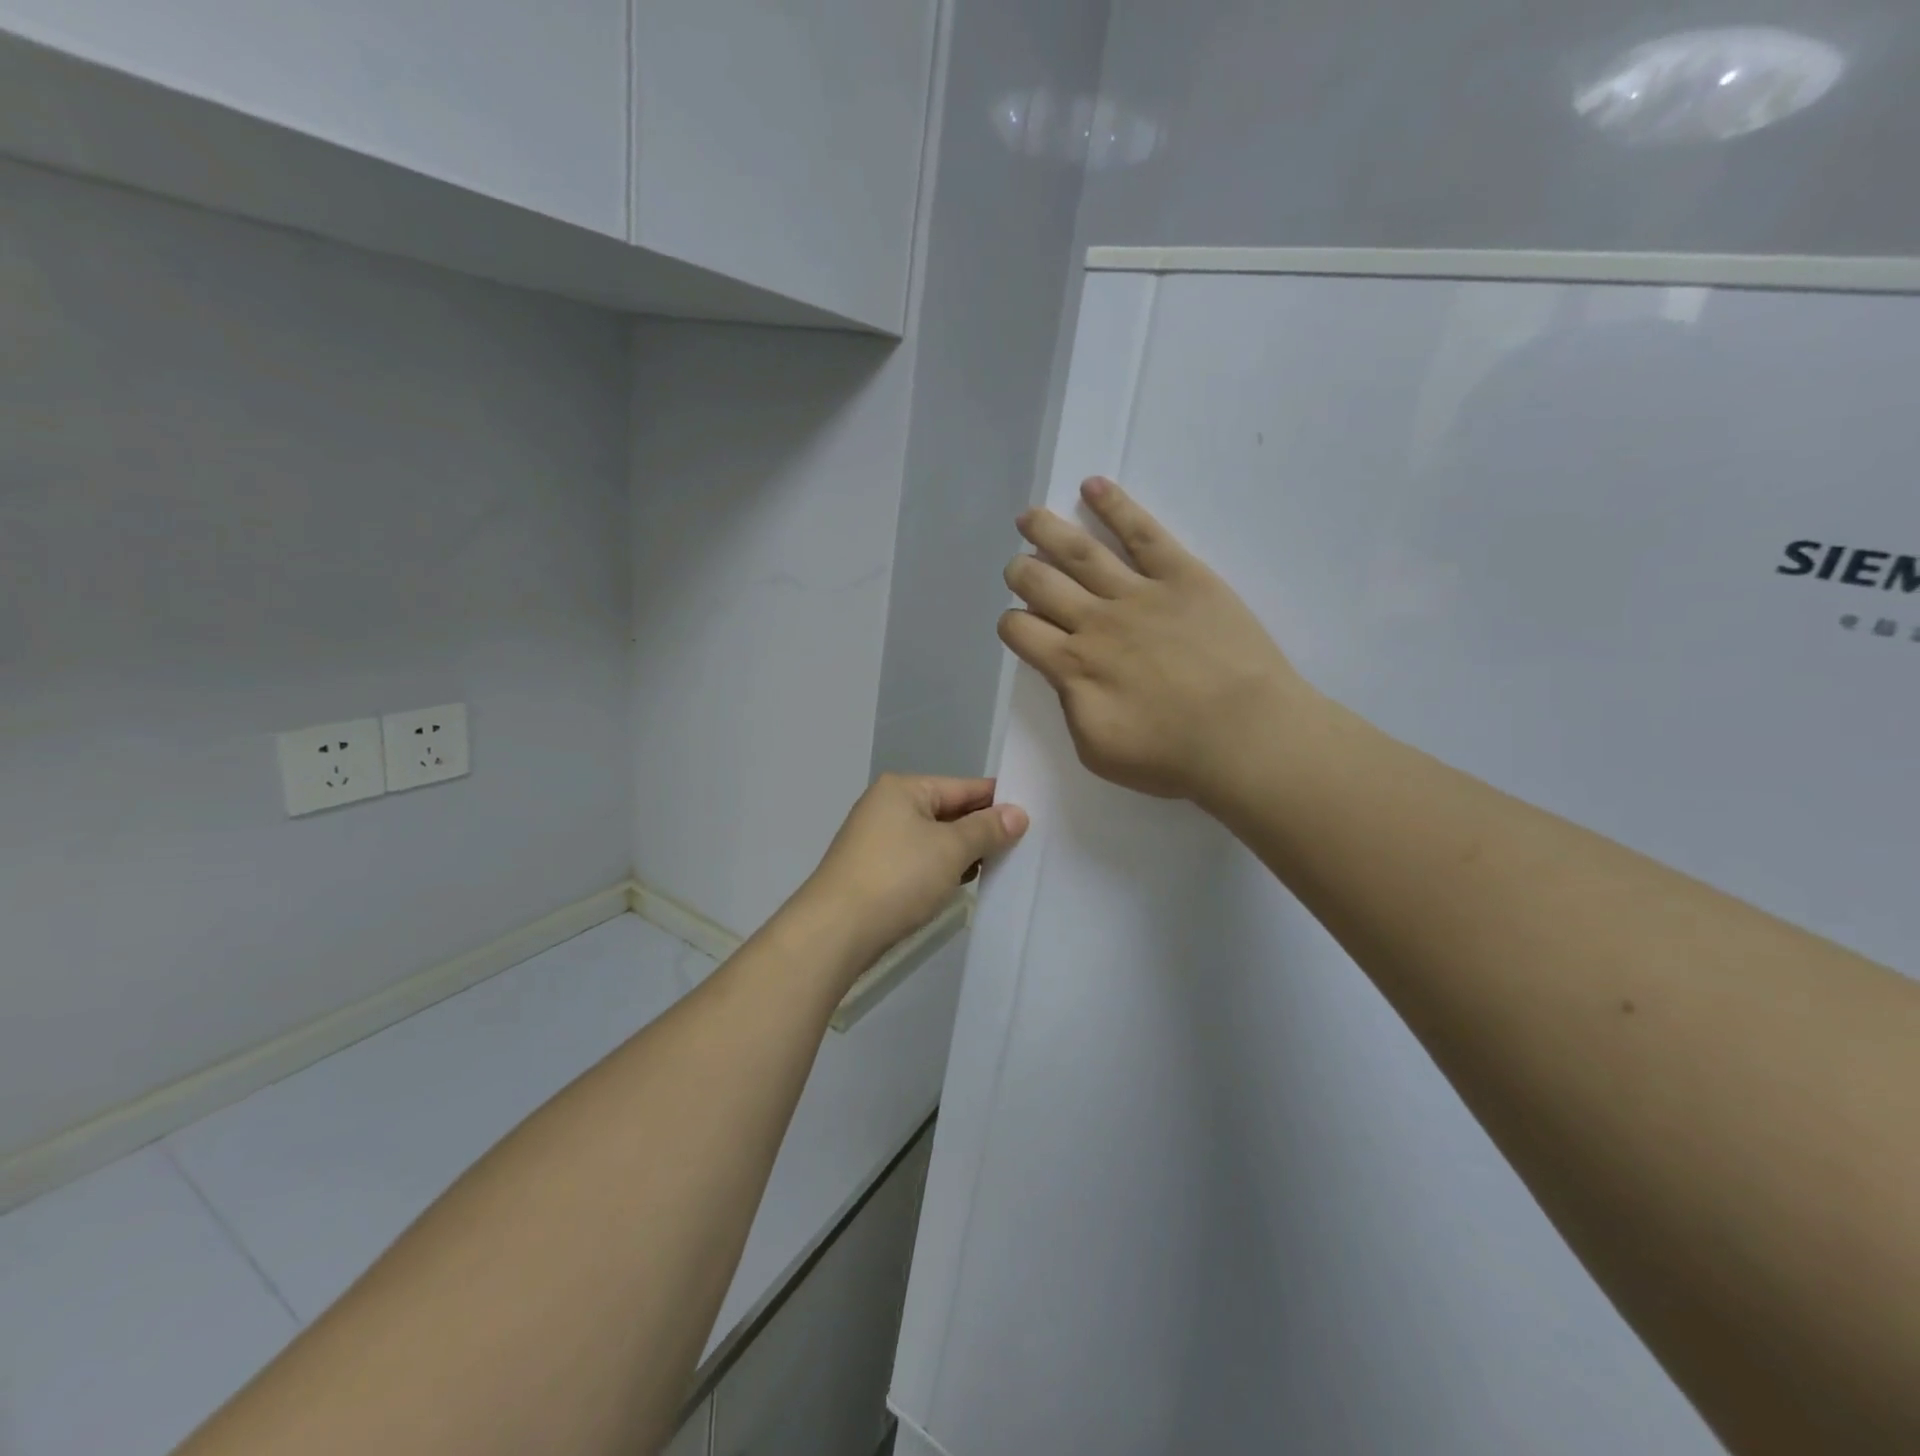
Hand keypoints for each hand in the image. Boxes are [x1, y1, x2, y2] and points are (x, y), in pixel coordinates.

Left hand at [800, 775, 1028, 966]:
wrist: (835, 931)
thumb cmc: (897, 878)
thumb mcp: (951, 849)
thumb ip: (987, 829)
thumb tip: (1018, 814)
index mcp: (903, 789)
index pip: (963, 786)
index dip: (998, 800)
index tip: (1033, 815)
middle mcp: (887, 806)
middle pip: (948, 811)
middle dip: (982, 829)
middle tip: (1022, 846)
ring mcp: (877, 839)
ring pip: (934, 838)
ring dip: (963, 852)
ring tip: (999, 867)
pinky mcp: (874, 870)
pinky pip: (919, 860)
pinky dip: (941, 868)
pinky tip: (961, 883)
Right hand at [999, 477, 1307, 807]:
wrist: (1247, 737)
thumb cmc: (1172, 756)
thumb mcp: (1097, 749)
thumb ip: (1070, 706)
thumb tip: (1066, 675)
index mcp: (1072, 666)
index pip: (1018, 629)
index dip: (1011, 624)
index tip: (1023, 628)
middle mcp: (1095, 621)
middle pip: (1039, 581)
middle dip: (1021, 572)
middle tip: (1021, 570)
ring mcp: (1138, 592)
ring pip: (1079, 550)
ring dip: (1045, 529)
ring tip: (1028, 516)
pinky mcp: (1182, 574)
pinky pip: (1142, 531)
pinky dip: (1114, 505)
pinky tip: (1093, 486)